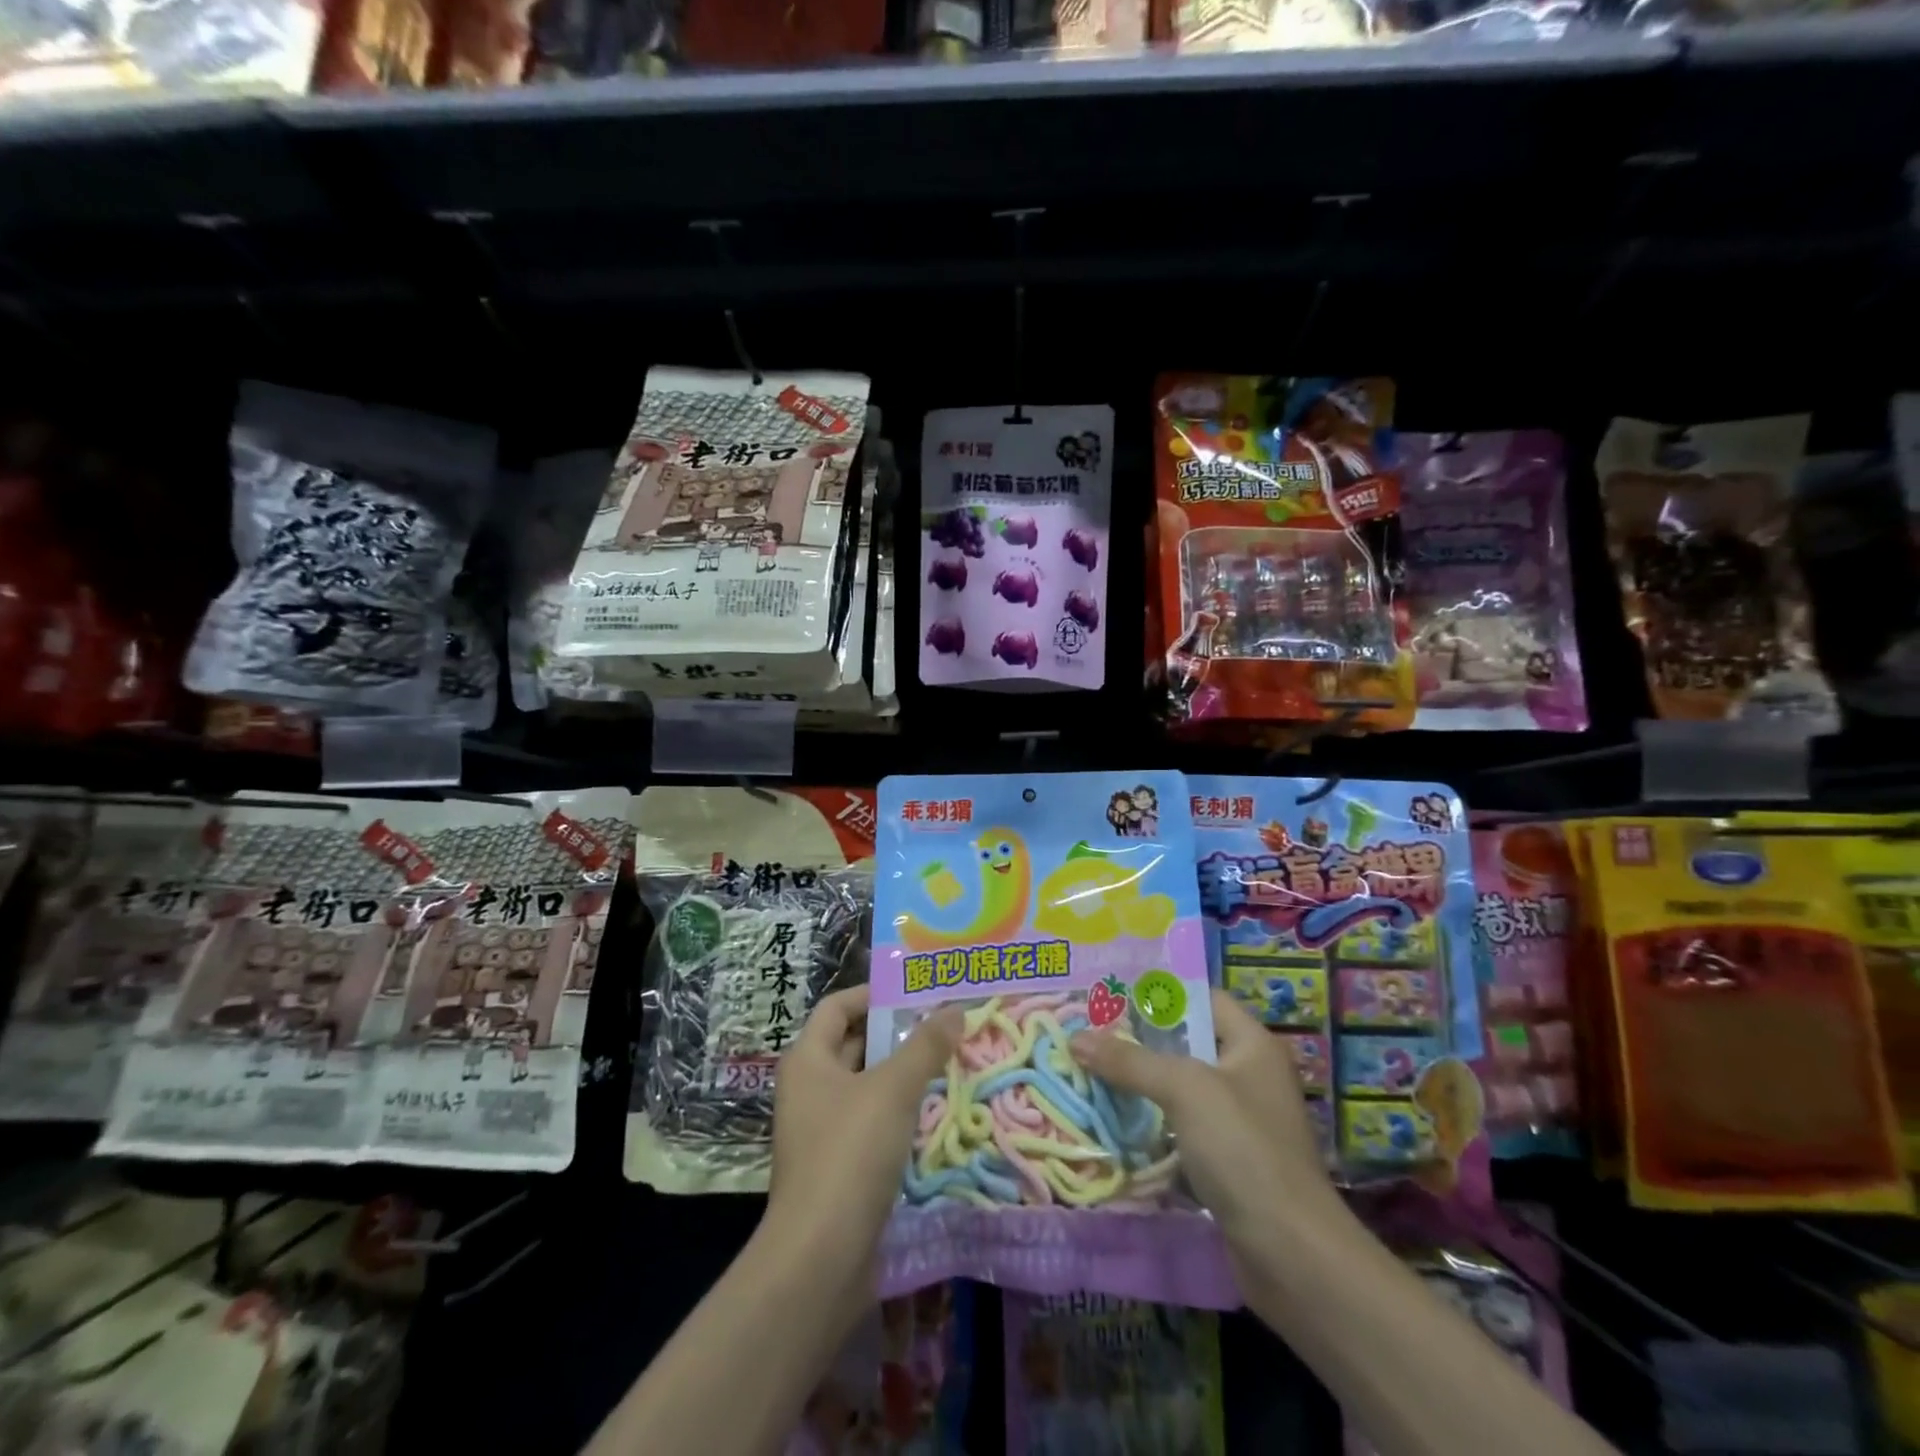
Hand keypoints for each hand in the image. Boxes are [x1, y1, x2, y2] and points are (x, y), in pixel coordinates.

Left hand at [768, 985, 963, 1265]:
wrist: (820, 1258)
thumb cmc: (850, 1153)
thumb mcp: (893, 1089)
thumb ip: (926, 1046)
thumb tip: (956, 1009)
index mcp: (808, 1059)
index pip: (838, 1006)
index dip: (874, 993)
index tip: (917, 992)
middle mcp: (809, 1088)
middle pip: (854, 1043)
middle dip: (896, 1032)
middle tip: (944, 1023)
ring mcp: (822, 1129)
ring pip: (867, 1085)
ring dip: (903, 1072)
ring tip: (949, 1060)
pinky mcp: (838, 1166)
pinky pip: (872, 1121)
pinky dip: (900, 1110)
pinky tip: (935, 1110)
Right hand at [1069, 988, 1338, 1240]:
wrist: (1291, 1254)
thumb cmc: (1243, 1149)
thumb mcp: (1184, 1090)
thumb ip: (1130, 1061)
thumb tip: (1075, 1039)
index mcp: (1252, 1045)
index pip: (1202, 999)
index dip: (1159, 994)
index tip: (1111, 995)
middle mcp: (1248, 1075)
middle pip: (1187, 1044)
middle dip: (1139, 1040)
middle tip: (1089, 1032)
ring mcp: (1239, 1121)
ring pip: (1180, 1088)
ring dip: (1141, 1084)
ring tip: (1091, 1070)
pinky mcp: (1228, 1162)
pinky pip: (1181, 1128)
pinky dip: (1151, 1124)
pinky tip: (1115, 1122)